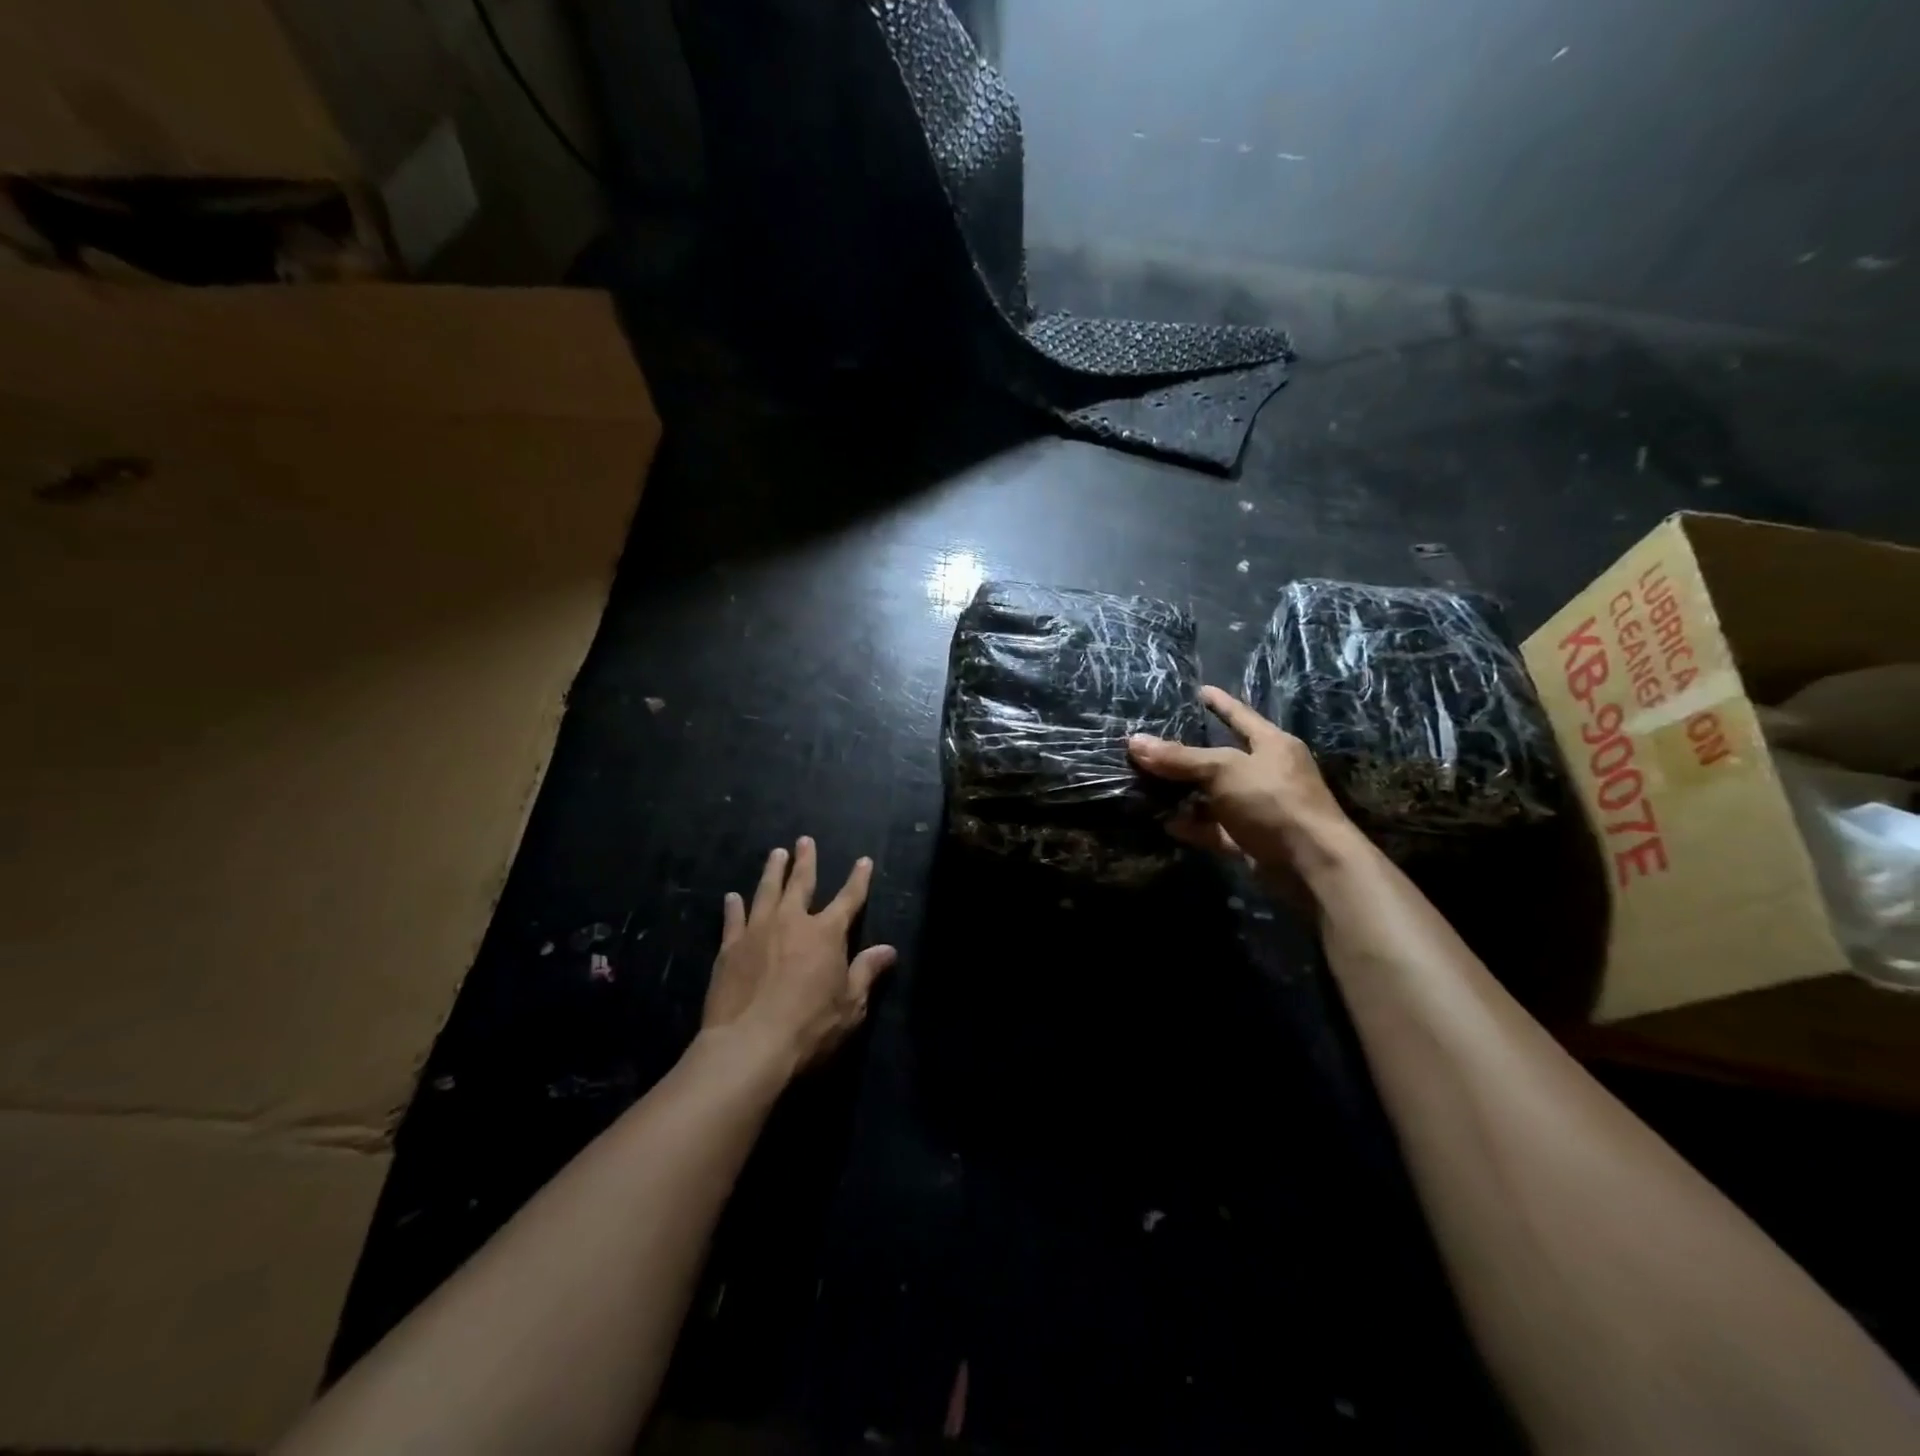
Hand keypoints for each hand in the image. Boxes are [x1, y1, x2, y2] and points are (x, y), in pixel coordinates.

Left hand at [701, 837, 896, 1073]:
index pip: (849, 899)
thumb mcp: (850, 1005)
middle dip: (806, 860)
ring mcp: (757, 931)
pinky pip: (733, 919)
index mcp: (826, 933)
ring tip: (775, 854)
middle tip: (804, 840)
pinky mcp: (730, 948)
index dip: (858, 879)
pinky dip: (734, 906)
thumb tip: (888, 949)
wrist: (750, 1045)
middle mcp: (792, 922)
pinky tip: (732, 897)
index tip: (863, 860)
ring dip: (772, 871)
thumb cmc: (810, 1027)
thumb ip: (867, 972)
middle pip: (801, 883)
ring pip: (766, 892)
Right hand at [1129, 686, 1355, 885]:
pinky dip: (1192, 826)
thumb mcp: (1224, 770)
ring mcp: (1258, 809)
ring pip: (1213, 796)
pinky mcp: (1250, 840)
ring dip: (1184, 794)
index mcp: (1272, 745)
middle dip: (1186, 756)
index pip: (1240, 716)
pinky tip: (1164, 823)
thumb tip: (1134, 742)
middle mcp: (1266, 774)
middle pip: (1220, 759)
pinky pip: (1214, 828)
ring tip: (1146, 785)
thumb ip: (1180, 757)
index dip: (1220, 703)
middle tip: (1151, 745)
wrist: (1310, 865)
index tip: (1199, 690)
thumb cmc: (1273, 801)